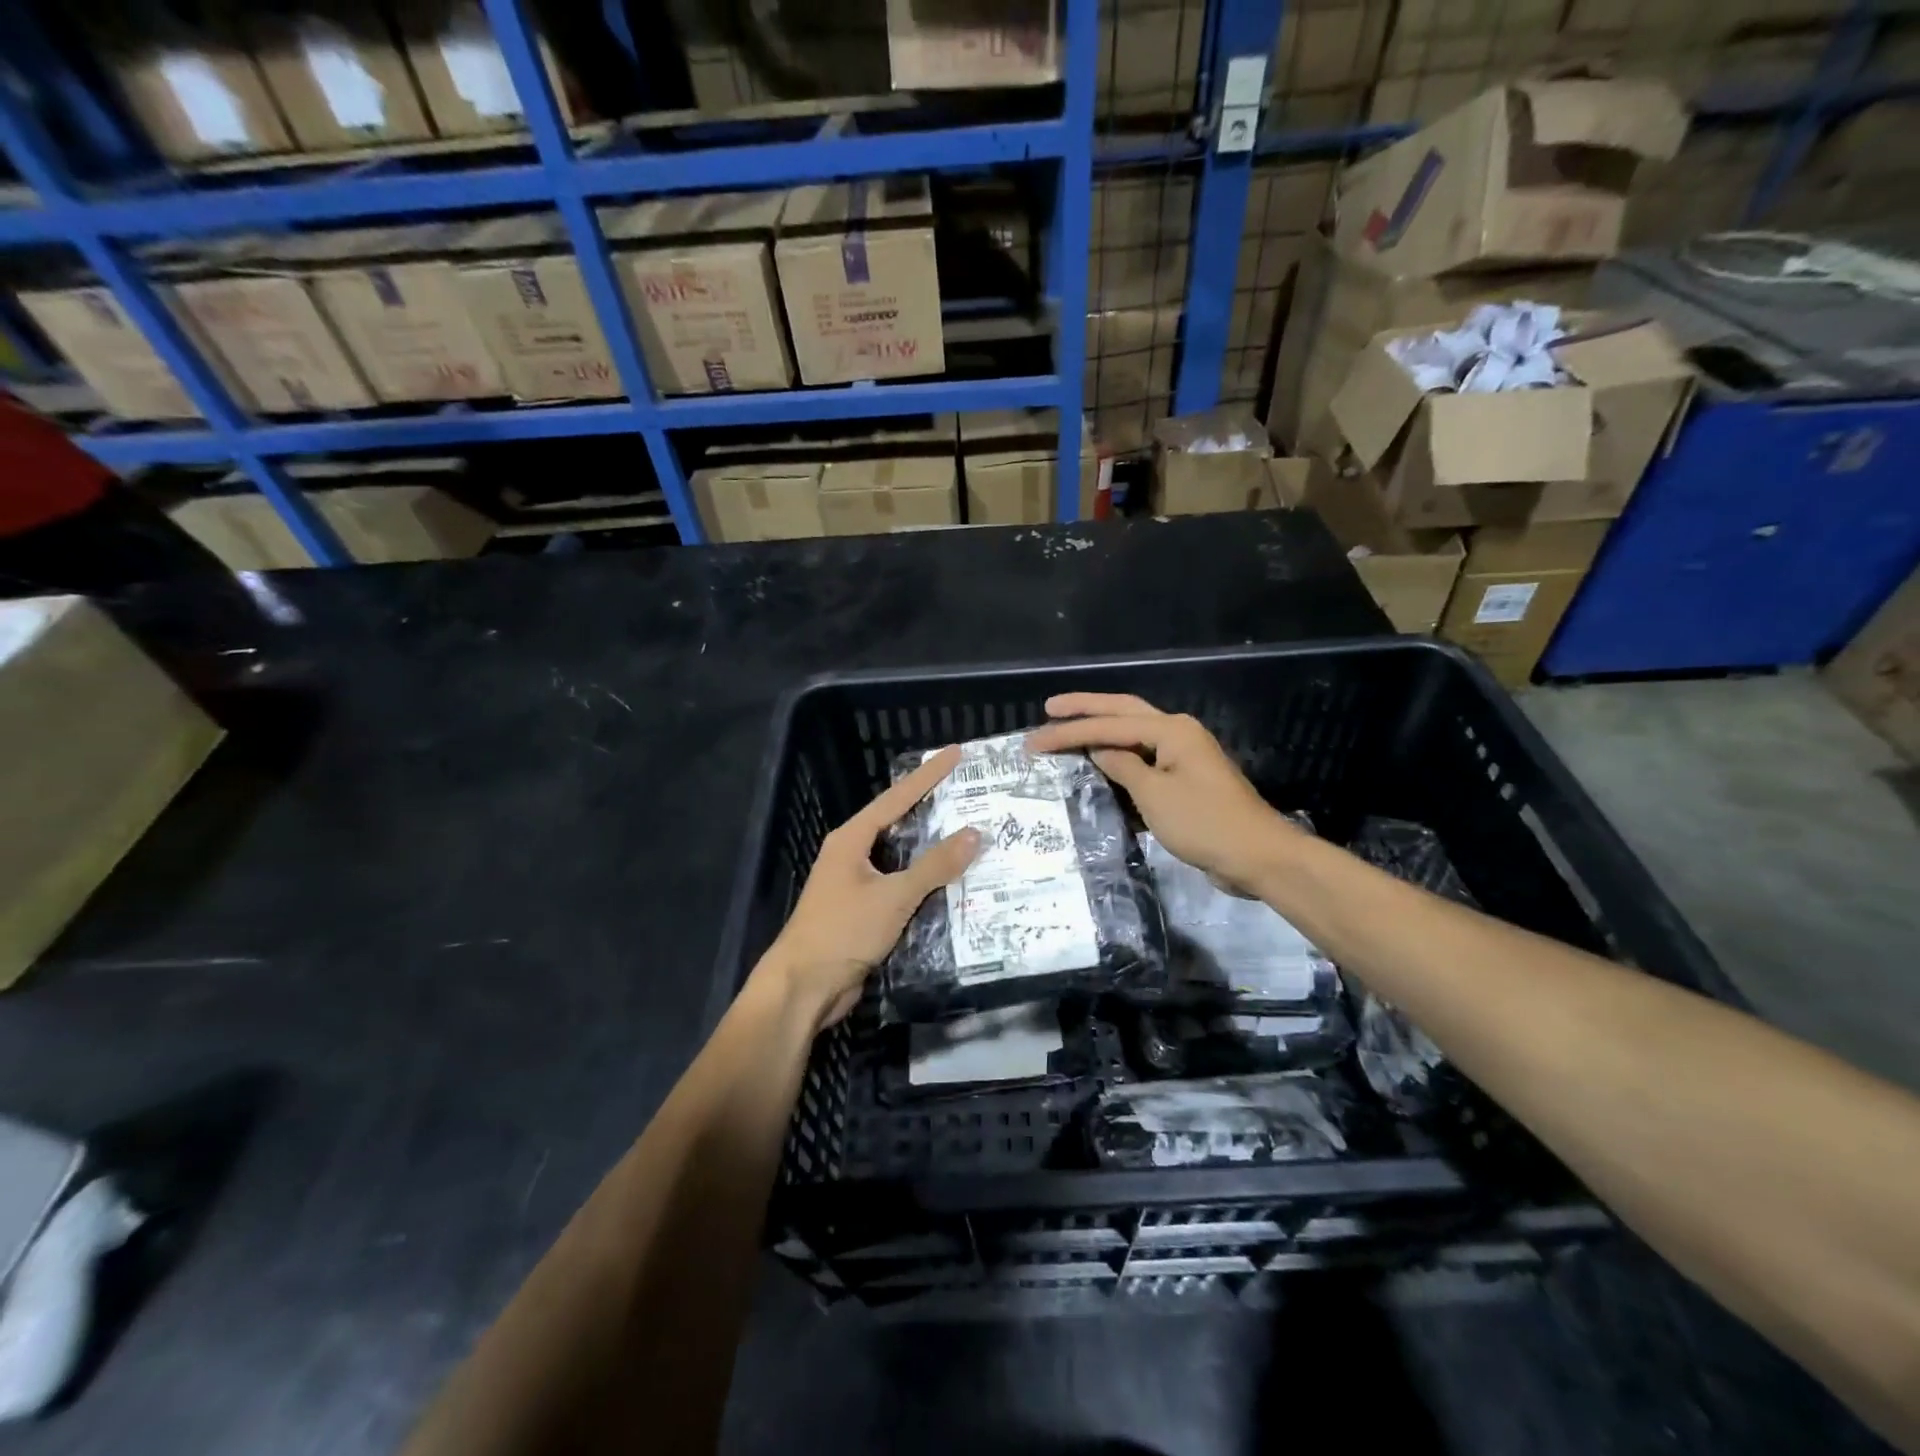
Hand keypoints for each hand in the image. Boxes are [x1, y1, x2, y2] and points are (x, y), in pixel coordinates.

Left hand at [756, 746, 981, 1031]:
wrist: (803, 987)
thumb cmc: (843, 931)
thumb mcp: (893, 895)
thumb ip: (934, 866)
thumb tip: (974, 833)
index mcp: (851, 839)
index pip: (897, 797)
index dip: (928, 775)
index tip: (955, 752)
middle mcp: (852, 855)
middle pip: (898, 823)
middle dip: (932, 809)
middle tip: (969, 792)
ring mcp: (856, 884)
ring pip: (902, 858)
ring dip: (932, 850)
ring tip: (970, 834)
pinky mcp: (863, 912)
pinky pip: (901, 887)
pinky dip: (925, 882)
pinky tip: (953, 883)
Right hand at [1025, 693, 1300, 891]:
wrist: (1256, 856)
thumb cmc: (1203, 822)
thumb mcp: (1154, 794)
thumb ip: (1122, 767)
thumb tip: (1098, 750)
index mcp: (1171, 730)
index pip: (1108, 726)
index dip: (1068, 732)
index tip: (1033, 741)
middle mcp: (1177, 733)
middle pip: (1123, 713)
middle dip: (1085, 710)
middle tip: (1049, 709)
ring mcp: (1183, 756)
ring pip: (1133, 736)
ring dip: (1101, 732)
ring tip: (1067, 730)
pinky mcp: (1184, 781)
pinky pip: (1143, 762)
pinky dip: (1119, 761)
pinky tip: (1098, 765)